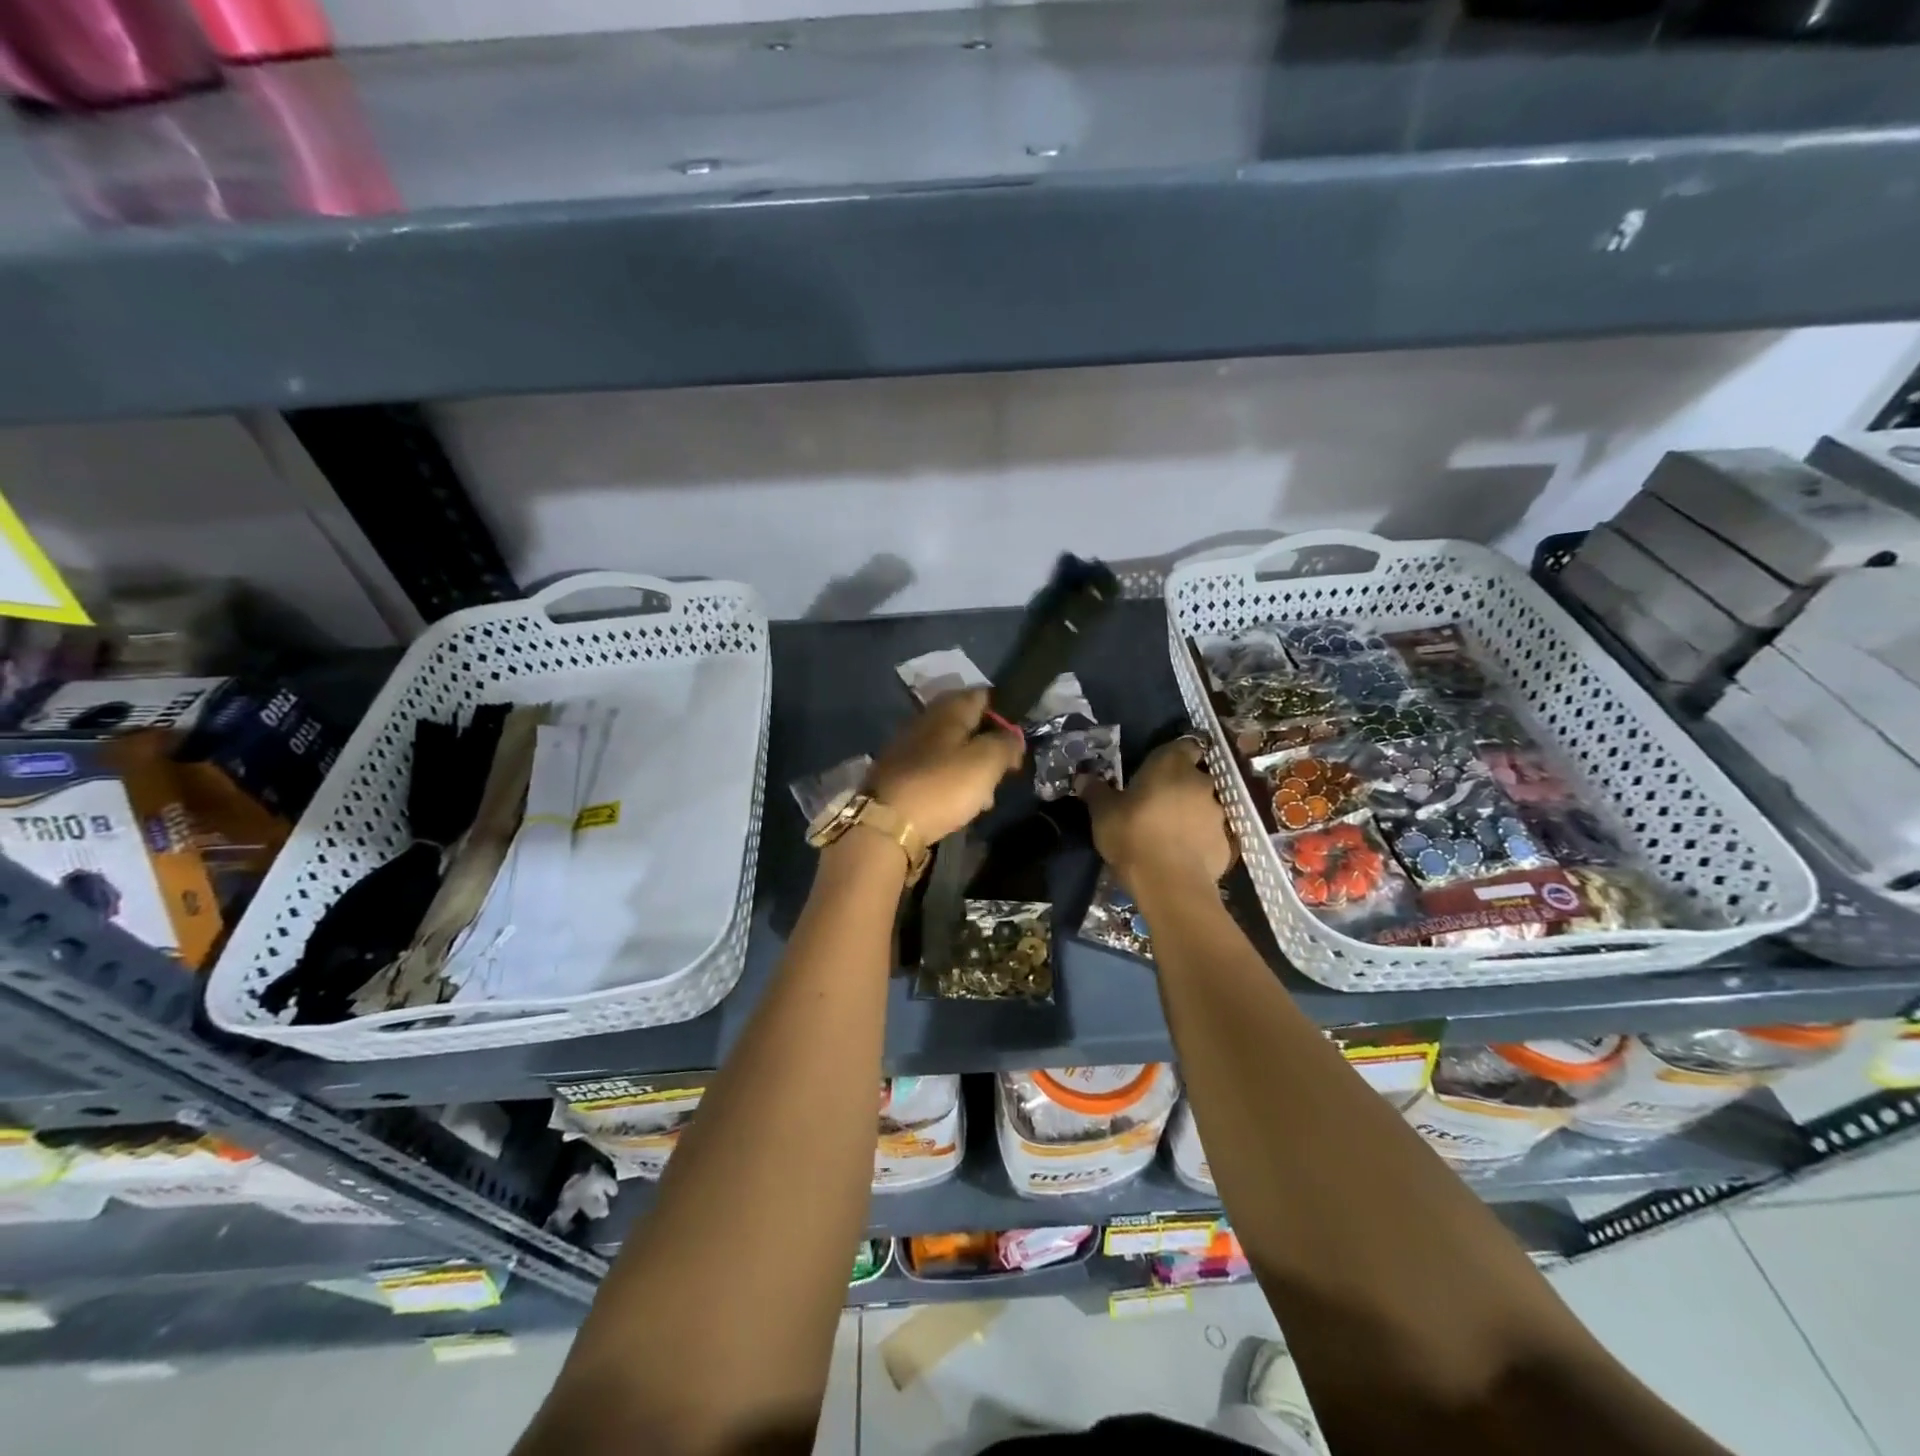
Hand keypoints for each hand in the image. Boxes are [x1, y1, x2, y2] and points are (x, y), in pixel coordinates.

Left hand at [866, 689, 1024, 843]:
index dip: (1006, 715)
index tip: (1018, 742)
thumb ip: (1006, 744)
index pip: (984, 696)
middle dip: (988, 747)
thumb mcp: (986, 762)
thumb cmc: (942, 786)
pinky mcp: (899, 773)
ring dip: (971, 770)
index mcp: (948, 708)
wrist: (886, 823)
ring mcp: (908, 746)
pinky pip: (934, 771)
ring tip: (984, 798)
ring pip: (952, 750)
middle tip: (1003, 773)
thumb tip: (1013, 736)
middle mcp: (925, 719)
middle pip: (968, 725)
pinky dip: (950, 784)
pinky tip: (958, 805)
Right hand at [1078, 737, 1234, 890]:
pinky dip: (1199, 839)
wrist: (1170, 884)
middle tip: (1156, 802)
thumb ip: (1096, 791)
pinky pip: (1210, 834)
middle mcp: (1201, 782)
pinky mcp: (1226, 842)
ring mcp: (1218, 813)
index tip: (1158, 768)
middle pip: (1194, 776)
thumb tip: (1084, 777)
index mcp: (1172, 765)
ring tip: (1168, 831)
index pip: (1185, 744)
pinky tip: (1182, 854)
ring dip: (1190, 813)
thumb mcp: (1103, 813)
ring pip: (1204, 805)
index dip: (1174, 754)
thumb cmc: (1133, 835)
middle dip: (1179, 786)